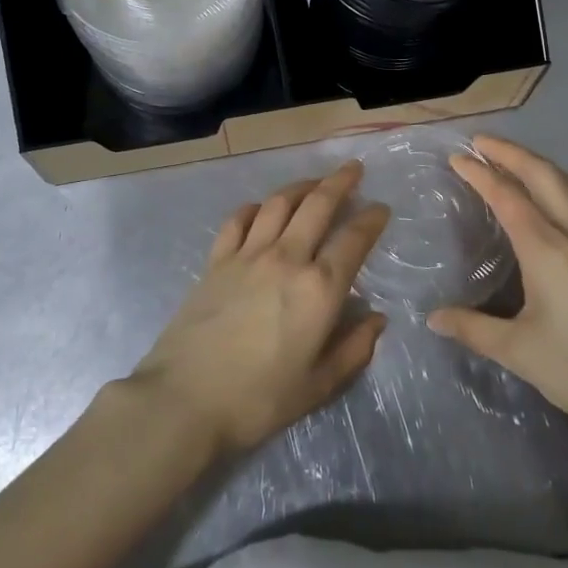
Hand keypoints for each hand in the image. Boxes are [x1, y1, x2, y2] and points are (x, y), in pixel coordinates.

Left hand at [130, 161, 389, 460]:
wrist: (186, 398)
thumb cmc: (259, 400)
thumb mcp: (318, 386)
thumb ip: (353, 350)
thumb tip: (376, 319)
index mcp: (319, 289)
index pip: (353, 241)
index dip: (371, 220)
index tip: (381, 208)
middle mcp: (286, 259)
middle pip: (317, 206)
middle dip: (339, 182)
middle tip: (353, 168)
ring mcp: (247, 255)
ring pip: (278, 204)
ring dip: (300, 186)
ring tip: (314, 181)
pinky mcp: (216, 260)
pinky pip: (238, 220)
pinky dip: (255, 207)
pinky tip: (262, 208)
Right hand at [427, 135, 567, 457]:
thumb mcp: (521, 353)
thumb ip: (474, 329)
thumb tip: (434, 318)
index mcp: (548, 250)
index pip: (507, 196)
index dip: (480, 173)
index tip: (457, 157)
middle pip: (544, 176)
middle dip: (511, 153)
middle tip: (482, 142)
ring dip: (542, 165)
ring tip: (519, 162)